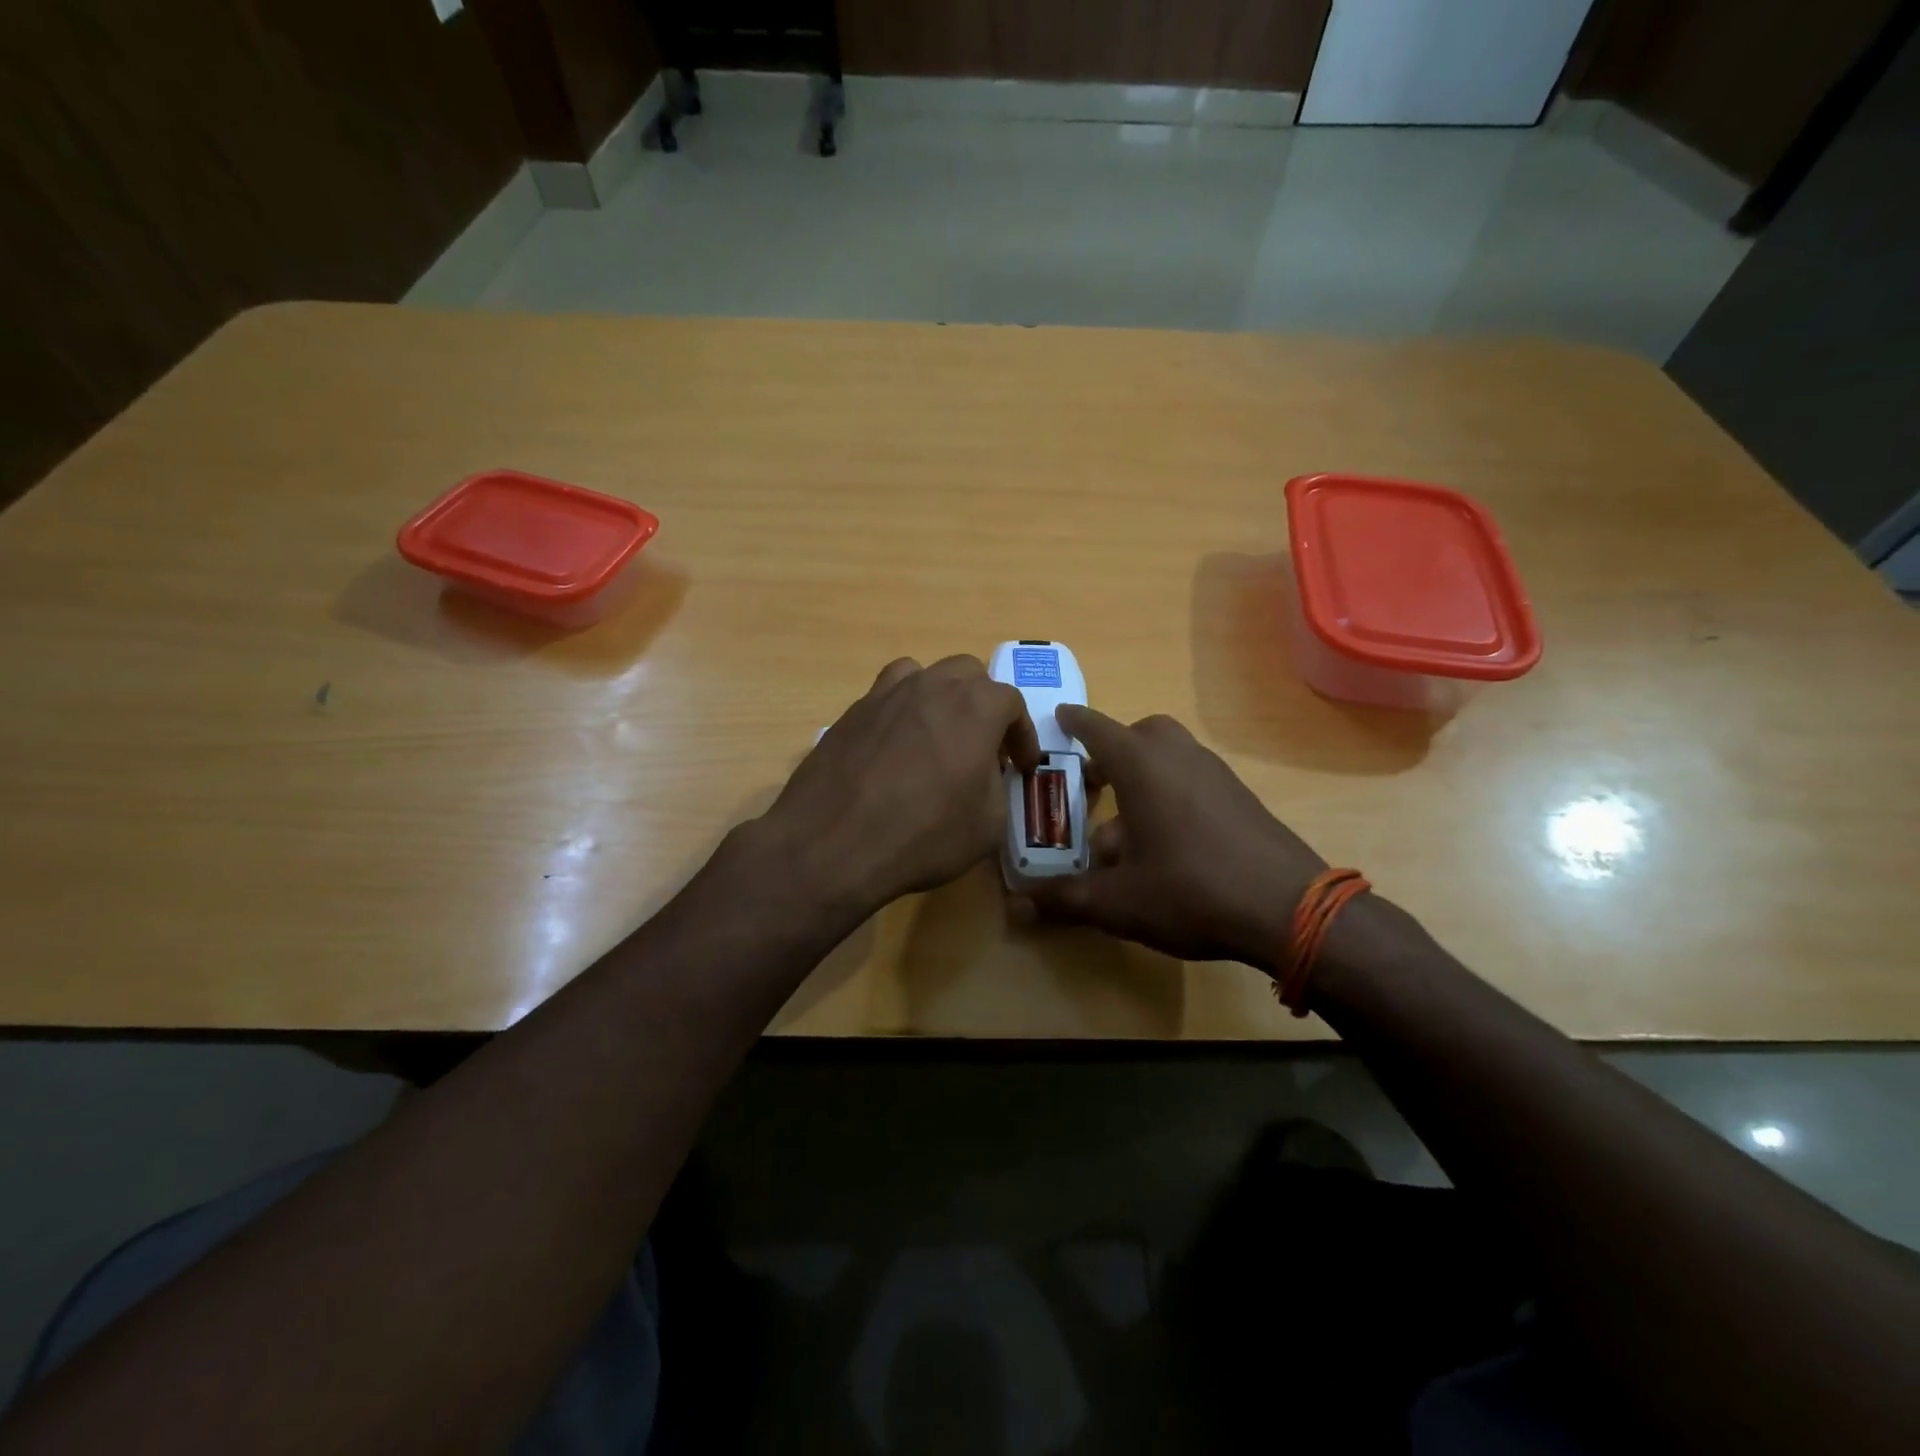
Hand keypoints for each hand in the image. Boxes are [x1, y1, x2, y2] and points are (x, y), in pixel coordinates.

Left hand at [755, 656, 1040, 917]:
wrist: (833, 843)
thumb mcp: (988, 824)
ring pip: (923, 675)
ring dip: (940, 697)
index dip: (1022, 735)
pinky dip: (901, 712)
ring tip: (938, 734)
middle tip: (984, 744)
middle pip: (968, 674)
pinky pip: (886, 697)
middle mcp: (931, 686)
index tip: (1021, 765)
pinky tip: (896, 746)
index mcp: (975, 706)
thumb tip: (985, 773)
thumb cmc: (924, 834)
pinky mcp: (851, 712)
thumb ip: (997, 786)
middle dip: (983, 704)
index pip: (1012, 703)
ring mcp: (885, 694)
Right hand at [1010, 706, 1330, 973]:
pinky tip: (1169, 843)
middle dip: (1113, 751)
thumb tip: (1017, 906)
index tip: (1059, 717)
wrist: (1289, 909)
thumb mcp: (1118, 901)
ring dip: (1143, 776)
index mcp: (1141, 764)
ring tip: (1127, 826)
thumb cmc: (1191, 891)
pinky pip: (1193, 778)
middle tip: (1094, 782)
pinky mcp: (1240, 796)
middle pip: (1139, 734)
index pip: (1096, 727)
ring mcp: (1215, 773)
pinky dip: (1172, 793)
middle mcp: (1178, 755)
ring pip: (1169, 756)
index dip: (1073, 722)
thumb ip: (1064, 899)